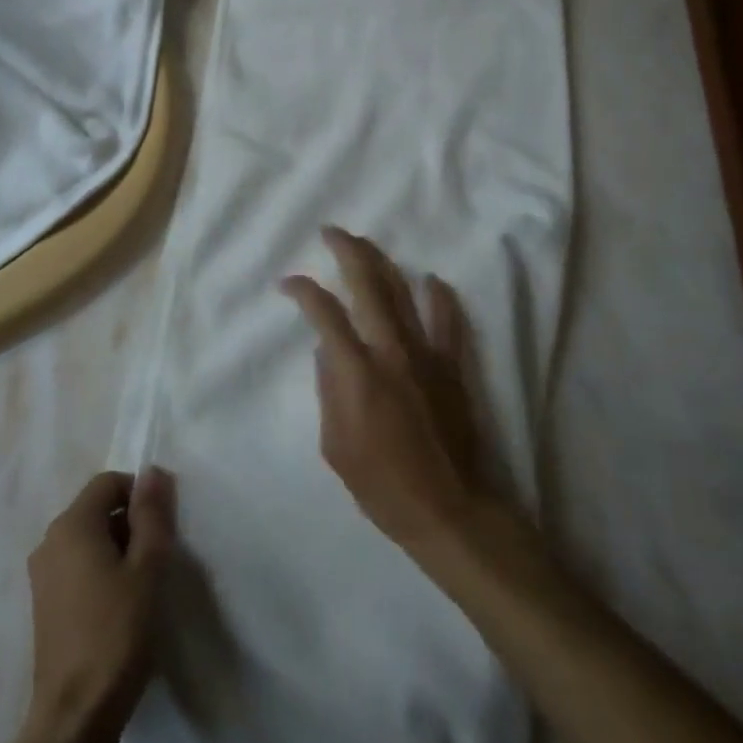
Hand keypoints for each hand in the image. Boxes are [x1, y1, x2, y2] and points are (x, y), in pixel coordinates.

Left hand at [23, 468, 174, 742]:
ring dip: (118, 549)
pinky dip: (101, 571)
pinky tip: (120, 607)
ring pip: (89, 539)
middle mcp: (50, 541)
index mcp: (72, 524)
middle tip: (157, 558)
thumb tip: (152, 471)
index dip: (140, 495)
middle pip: (97, 509)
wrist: (74, 716)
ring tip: (142, 585)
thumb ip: (151, 513)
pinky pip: (77, 566)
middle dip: (131, 523)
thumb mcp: (147, 566)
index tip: (163, 527)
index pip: (109, 483)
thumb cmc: (117, 633)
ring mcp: (42, 575)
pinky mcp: (44, 604)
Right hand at [282, 227, 487, 553]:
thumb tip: (327, 350)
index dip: (304, 290)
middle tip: (331, 232)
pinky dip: (439, 297)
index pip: (325, 313)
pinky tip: (431, 279)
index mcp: (357, 371)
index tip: (289, 283)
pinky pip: (448, 321)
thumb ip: (328, 390)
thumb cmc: (381, 485)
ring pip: (403, 292)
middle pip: (367, 285)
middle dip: (346, 251)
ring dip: (382, 262)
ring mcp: (426, 354)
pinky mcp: (452, 365)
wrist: (447, 509)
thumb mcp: (335, 446)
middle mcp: (391, 350)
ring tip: (366, 245)